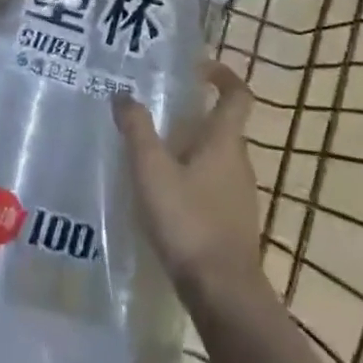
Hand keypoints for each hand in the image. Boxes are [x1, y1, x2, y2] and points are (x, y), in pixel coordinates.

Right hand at [113, 60, 263, 297]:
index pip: (237, 95)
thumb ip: (137, 129)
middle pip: (222, 126)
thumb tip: (122, 94)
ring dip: (191, 149)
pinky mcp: (234, 224)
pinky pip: (214, 186)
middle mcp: (239, 162)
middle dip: (194, 114)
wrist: (224, 295)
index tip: (198, 67)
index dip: (223, 75)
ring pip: (217, 158)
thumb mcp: (151, 170)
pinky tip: (165, 196)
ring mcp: (240, 196)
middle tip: (158, 111)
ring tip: (154, 152)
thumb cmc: (188, 221)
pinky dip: (193, 179)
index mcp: (224, 141)